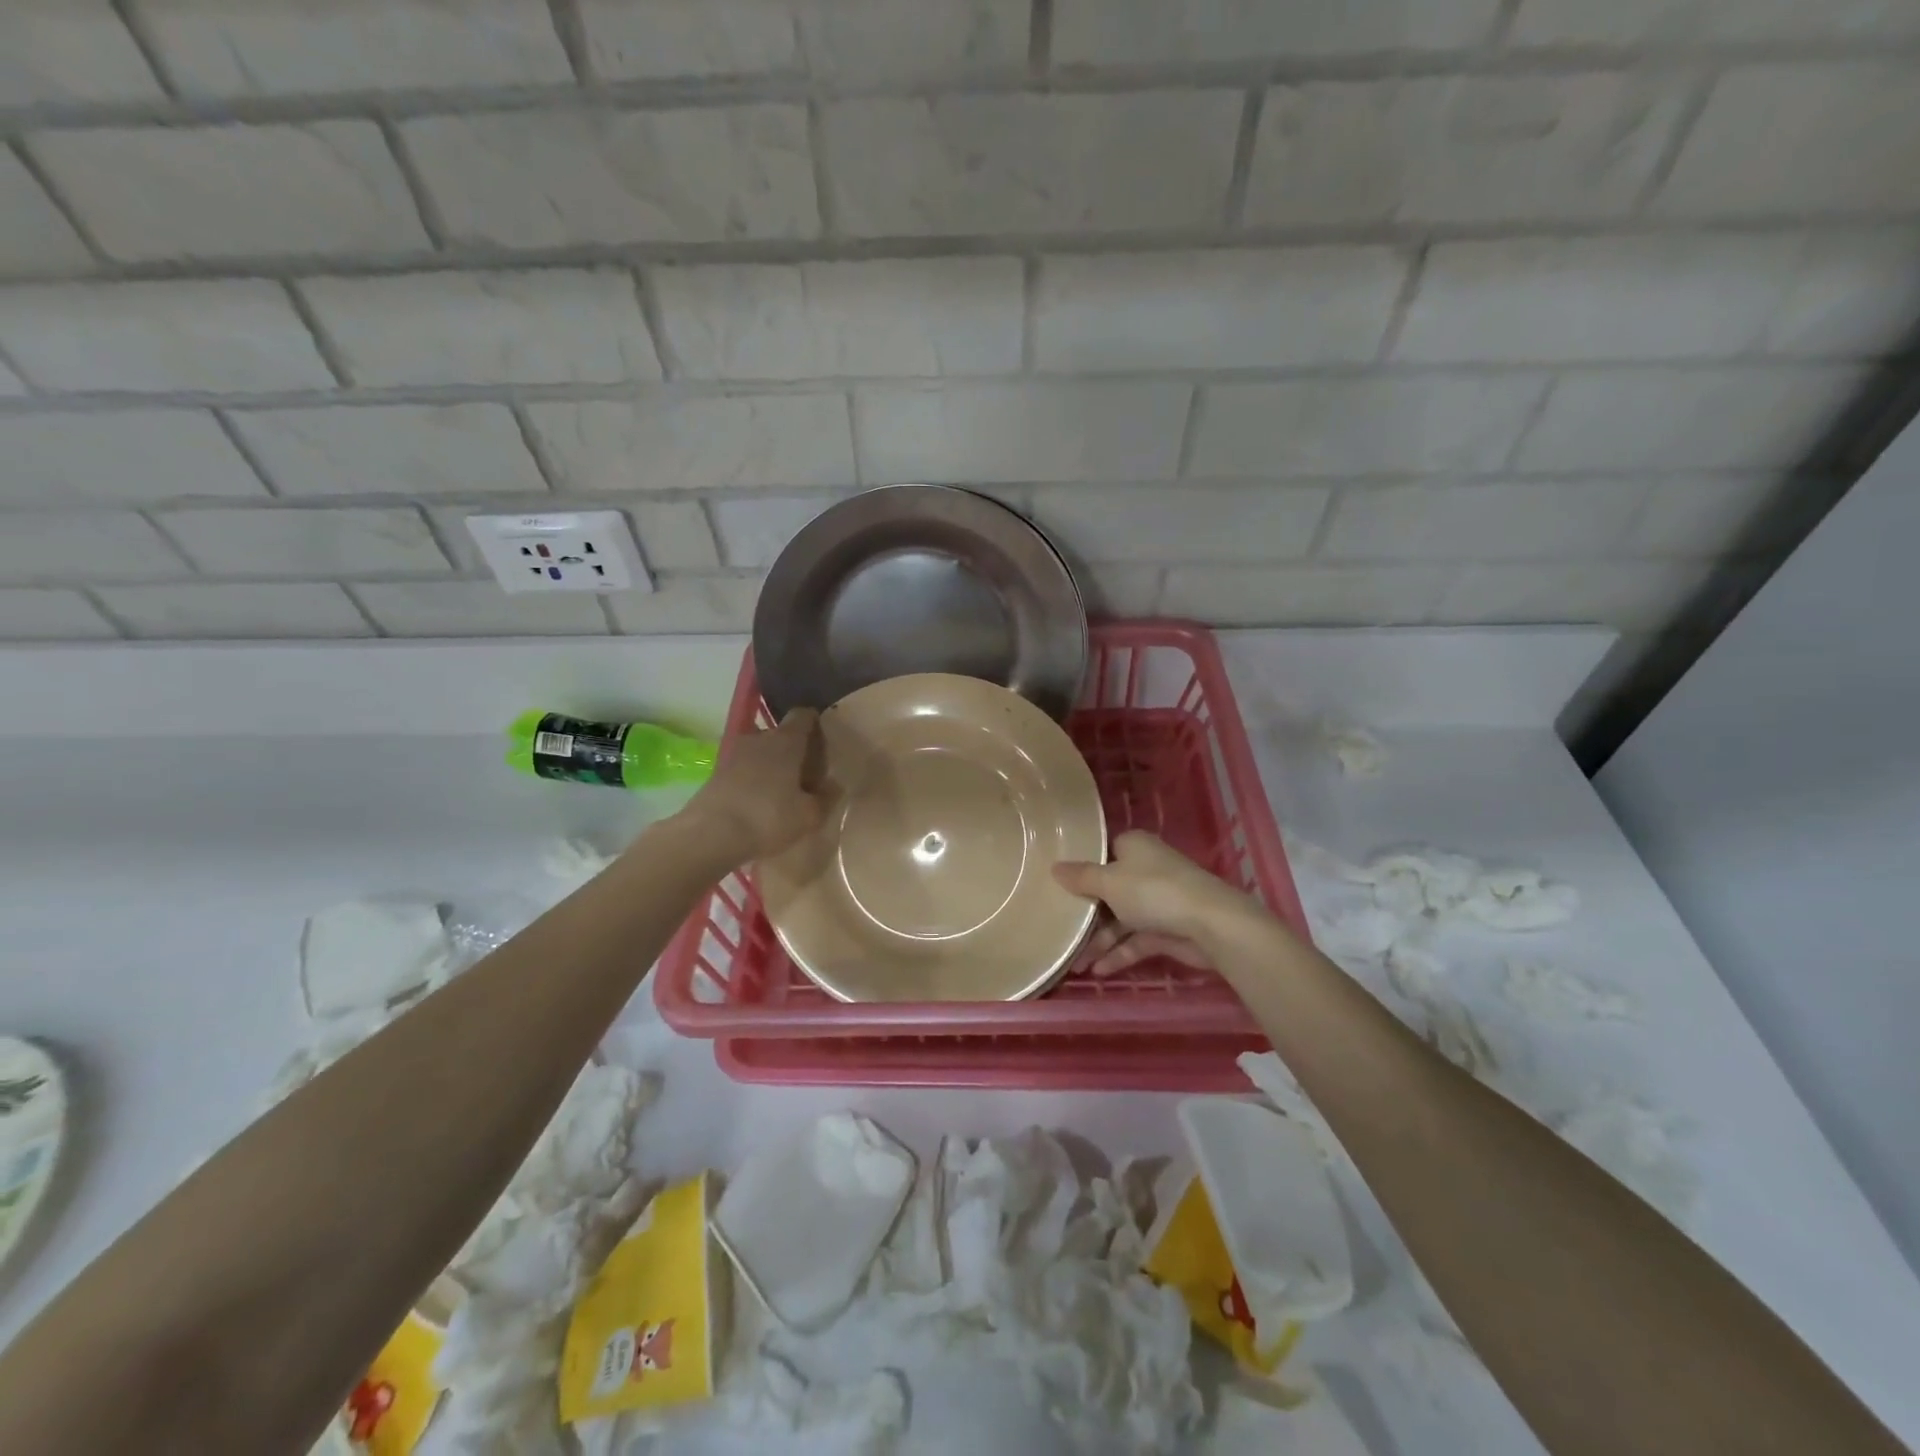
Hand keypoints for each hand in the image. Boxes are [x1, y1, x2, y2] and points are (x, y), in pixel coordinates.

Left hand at [678, 710, 831, 864]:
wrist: (710, 834)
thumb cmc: (768, 817)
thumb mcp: (809, 815)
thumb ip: (825, 798)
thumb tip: (834, 785)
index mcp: (786, 741)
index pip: (803, 715)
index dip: (814, 723)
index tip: (823, 740)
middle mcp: (759, 739)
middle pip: (780, 734)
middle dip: (793, 749)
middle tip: (806, 773)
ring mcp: (734, 754)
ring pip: (760, 752)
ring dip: (771, 765)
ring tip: (782, 790)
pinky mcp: (716, 773)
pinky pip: (744, 769)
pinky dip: (753, 779)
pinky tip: (759, 803)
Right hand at [1053, 831, 1250, 976]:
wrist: (1210, 925)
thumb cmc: (1153, 891)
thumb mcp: (1109, 882)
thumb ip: (1081, 877)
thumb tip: (1054, 867)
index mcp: (1134, 847)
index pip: (1103, 853)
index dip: (1083, 868)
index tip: (1058, 885)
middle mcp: (1145, 870)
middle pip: (1109, 890)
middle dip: (1086, 912)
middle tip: (1058, 927)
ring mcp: (1157, 901)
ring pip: (1120, 919)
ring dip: (1099, 941)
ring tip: (1074, 964)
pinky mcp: (1166, 930)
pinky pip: (1135, 941)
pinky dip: (1118, 954)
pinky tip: (1098, 971)